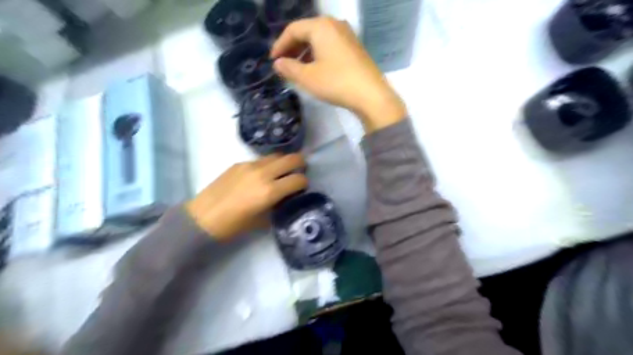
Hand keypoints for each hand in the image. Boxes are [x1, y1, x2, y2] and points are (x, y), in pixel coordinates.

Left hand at [187, 154, 306, 240]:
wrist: (203, 217)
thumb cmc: (233, 225)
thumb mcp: (261, 221)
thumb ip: (277, 206)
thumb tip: (284, 199)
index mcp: (270, 191)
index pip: (298, 179)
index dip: (304, 183)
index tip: (302, 187)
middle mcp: (263, 173)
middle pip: (291, 158)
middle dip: (300, 163)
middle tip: (299, 171)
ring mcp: (250, 165)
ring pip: (276, 156)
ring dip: (283, 162)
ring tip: (282, 171)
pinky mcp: (239, 163)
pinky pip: (260, 159)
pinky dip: (267, 164)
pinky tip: (262, 175)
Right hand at [270, 17, 408, 132]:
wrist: (370, 95)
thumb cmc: (336, 82)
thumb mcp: (308, 77)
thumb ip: (289, 68)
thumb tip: (278, 63)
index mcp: (321, 26)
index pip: (293, 30)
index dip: (280, 45)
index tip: (273, 61)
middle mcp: (335, 25)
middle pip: (307, 32)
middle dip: (293, 48)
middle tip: (284, 65)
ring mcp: (347, 36)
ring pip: (319, 40)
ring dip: (305, 53)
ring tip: (298, 70)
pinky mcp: (354, 48)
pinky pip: (330, 46)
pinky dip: (319, 55)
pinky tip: (316, 70)